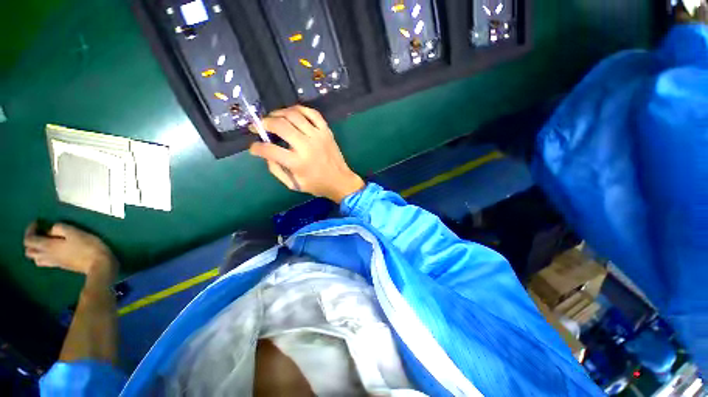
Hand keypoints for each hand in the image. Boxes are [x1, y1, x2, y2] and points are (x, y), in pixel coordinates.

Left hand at [24, 222, 116, 277]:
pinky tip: (54, 251)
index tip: (38, 223)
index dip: (30, 230)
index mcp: (47, 246)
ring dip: (37, 250)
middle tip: (41, 233)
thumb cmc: (87, 246)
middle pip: (29, 251)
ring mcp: (54, 262)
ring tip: (46, 243)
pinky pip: (45, 261)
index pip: (29, 239)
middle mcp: (46, 255)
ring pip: (35, 258)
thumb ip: (59, 228)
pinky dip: (44, 256)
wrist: (98, 264)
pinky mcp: (61, 265)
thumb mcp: (74, 232)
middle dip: (31, 241)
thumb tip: (51, 229)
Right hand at [249, 105, 364, 202]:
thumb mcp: (294, 184)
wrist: (340, 181)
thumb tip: (266, 154)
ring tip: (273, 118)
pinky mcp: (326, 131)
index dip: (256, 147)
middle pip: (280, 126)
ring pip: (294, 115)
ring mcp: (318, 136)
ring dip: (279, 113)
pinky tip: (292, 113)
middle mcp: (307, 146)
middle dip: (264, 123)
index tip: (253, 147)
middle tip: (258, 126)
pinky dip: (300, 109)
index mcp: (298, 163)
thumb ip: (276, 170)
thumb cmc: (317, 185)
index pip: (270, 150)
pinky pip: (312, 113)